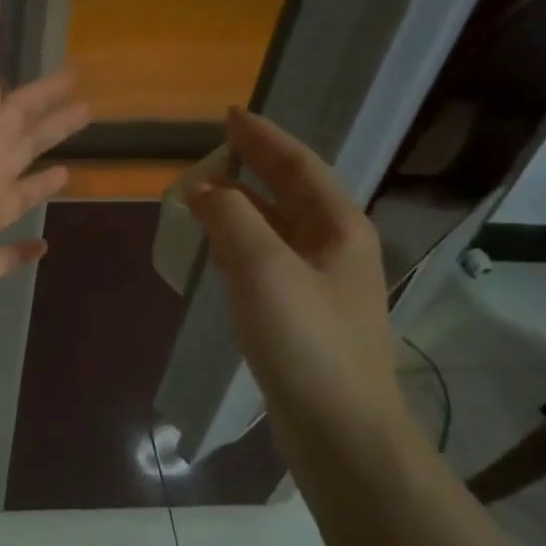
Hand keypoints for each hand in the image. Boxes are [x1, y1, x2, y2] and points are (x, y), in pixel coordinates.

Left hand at [0, 45, 89, 365]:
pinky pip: (6, 249)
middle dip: (47, 127)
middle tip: (86, 110)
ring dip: (38, 178)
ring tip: (69, 171)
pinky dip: (24, 243)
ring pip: (11, 195)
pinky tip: (42, 244)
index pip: (6, 117)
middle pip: (13, 149)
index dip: (37, 95)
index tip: (73, 76)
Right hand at [187, 110, 407, 454]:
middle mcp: (337, 248)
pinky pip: (270, 260)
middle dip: (254, 167)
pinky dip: (242, 243)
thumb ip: (232, 218)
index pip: (298, 165)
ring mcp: (323, 284)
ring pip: (279, 227)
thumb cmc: (306, 342)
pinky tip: (220, 250)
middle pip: (292, 192)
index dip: (263, 138)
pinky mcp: (305, 315)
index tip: (229, 114)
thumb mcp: (264, 269)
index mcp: (339, 227)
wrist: (340, 431)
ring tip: (207, 193)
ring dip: (244, 206)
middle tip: (214, 149)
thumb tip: (204, 190)